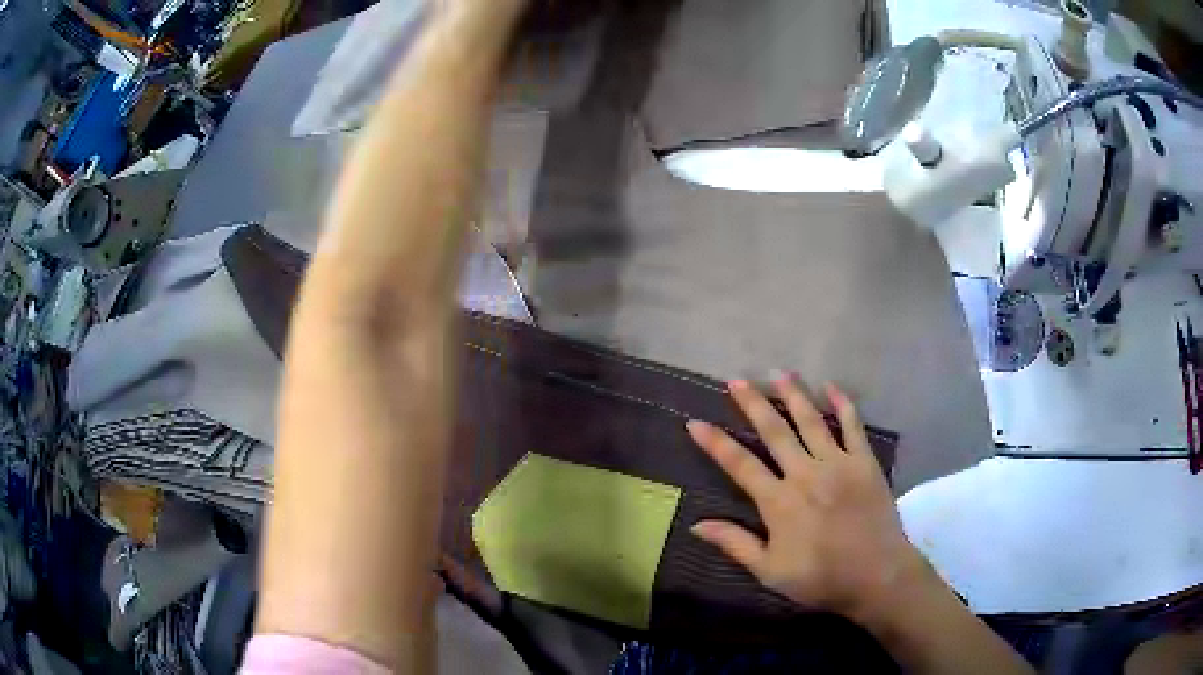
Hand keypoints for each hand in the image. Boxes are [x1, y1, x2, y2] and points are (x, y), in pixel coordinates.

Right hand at [687, 375, 930, 622]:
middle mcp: (805, 473)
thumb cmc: (821, 577)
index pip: (740, 465)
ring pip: (811, 421)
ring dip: (794, 395)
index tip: (695, 422)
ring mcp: (838, 463)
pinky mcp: (864, 462)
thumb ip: (735, 544)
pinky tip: (831, 387)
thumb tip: (697, 524)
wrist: (877, 575)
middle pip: (774, 431)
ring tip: (779, 373)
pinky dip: (843, 404)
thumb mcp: (770, 571)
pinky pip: (852, 426)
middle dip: (753, 404)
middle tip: (737, 380)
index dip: (715, 443)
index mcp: (779, 501)